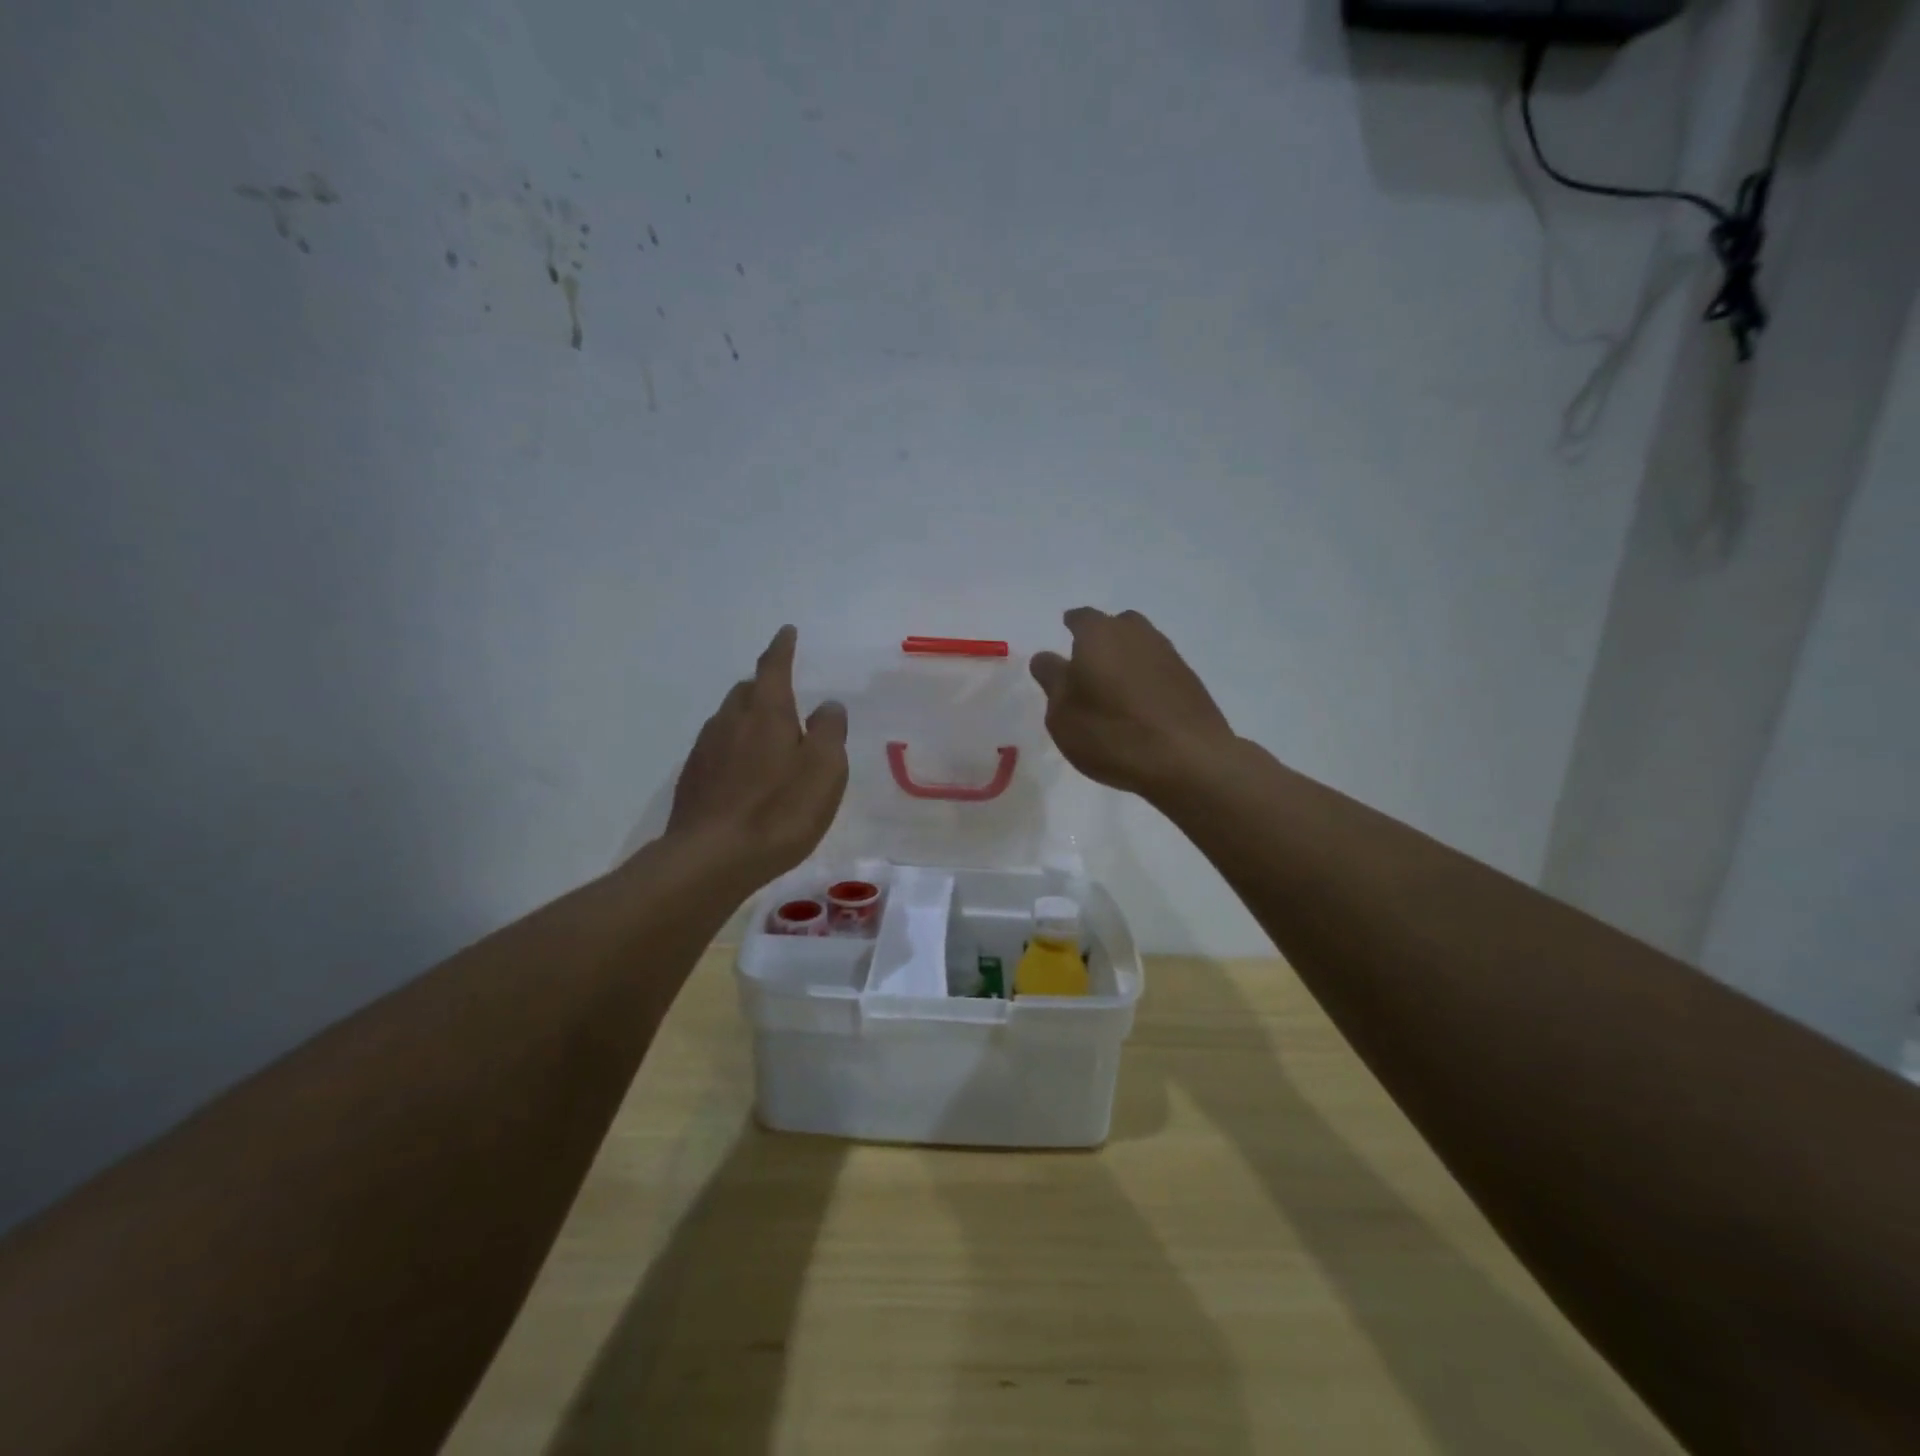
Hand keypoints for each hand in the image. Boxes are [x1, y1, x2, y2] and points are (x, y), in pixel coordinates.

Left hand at [665, 625, 848, 886]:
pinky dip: (735, 748)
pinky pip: (718, 748)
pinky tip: (745, 773)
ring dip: (749, 718)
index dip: (782, 648)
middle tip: (784, 695)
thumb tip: (827, 706)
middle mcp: (730, 721)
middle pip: (746, 691)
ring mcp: (705, 750)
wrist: (711, 859)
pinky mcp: (692, 779)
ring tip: (768, 738)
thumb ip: (829, 732)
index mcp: (766, 712)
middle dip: (764, 686)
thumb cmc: (780, 810)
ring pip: (729, 719)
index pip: (774, 668)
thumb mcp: (824, 770)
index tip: (787, 631)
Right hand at [1029, 608, 1235, 800]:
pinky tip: (1141, 706)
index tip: (1065, 635)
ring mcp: (1169, 655)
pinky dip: (1147, 679)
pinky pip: (1159, 669)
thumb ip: (1052, 680)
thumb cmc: (1112, 734)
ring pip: (1141, 645)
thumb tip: (1046, 657)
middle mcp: (1136, 634)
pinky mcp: (1190, 680)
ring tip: (1114, 688)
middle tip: (1089, 665)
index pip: (1081, 617)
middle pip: (1116, 625)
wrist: (1189, 760)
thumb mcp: (1062, 714)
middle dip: (1102, 639)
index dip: (1071, 626)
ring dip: (1127, 659)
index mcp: (1099, 634)